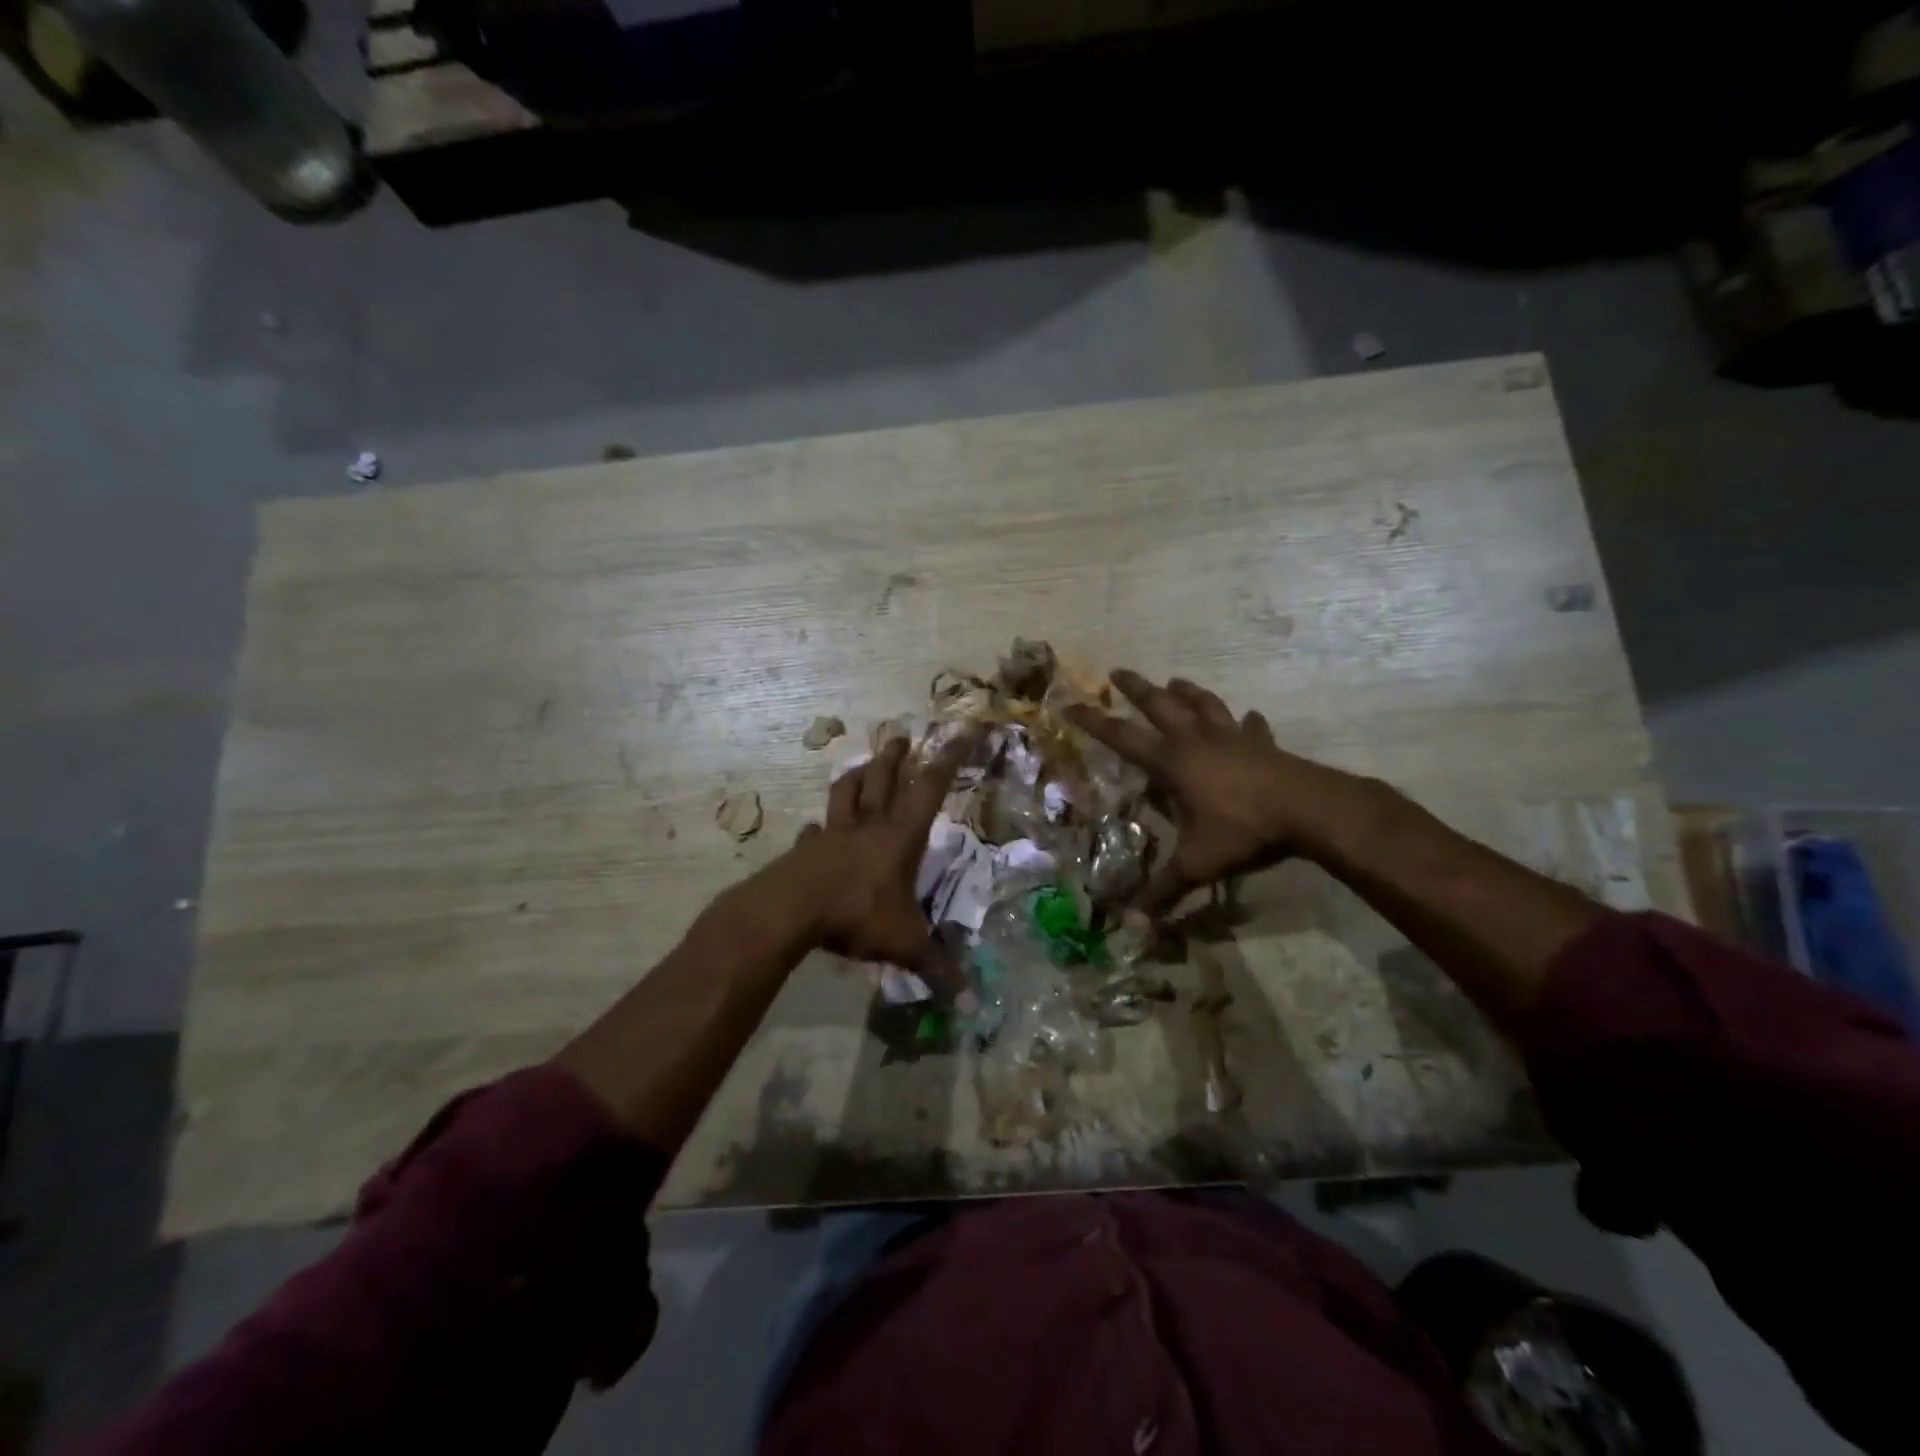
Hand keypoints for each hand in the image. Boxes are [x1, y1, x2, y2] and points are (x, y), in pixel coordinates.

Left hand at [785, 734, 970, 967]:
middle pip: (883, 779)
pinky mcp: (804, 850)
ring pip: (846, 793)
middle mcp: (868, 826)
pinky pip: (813, 832)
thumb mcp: (904, 942)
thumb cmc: (856, 914)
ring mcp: (832, 835)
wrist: (790, 910)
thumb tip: (968, 999)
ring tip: (862, 764)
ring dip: (856, 776)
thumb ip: (936, 966)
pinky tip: (814, 831)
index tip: (960, 733)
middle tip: (902, 738)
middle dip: (895, 757)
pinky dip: (818, 828)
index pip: (930, 788)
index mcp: (899, 837)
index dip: (948, 760)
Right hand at [1067, 669, 1369, 912]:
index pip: (1122, 737)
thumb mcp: (1199, 864)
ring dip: (1188, 692)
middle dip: (1137, 688)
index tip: (1070, 705)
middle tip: (1119, 671)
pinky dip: (1247, 723)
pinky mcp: (1263, 745)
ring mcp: (1233, 738)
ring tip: (1176, 681)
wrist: (1308, 809)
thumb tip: (1131, 923)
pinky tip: (1251, 718)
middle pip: (1161, 705)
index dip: (1094, 722)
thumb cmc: (1244, 830)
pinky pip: (1251, 728)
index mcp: (1173, 763)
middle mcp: (1197, 742)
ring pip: (1205, 706)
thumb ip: (1165, 890)